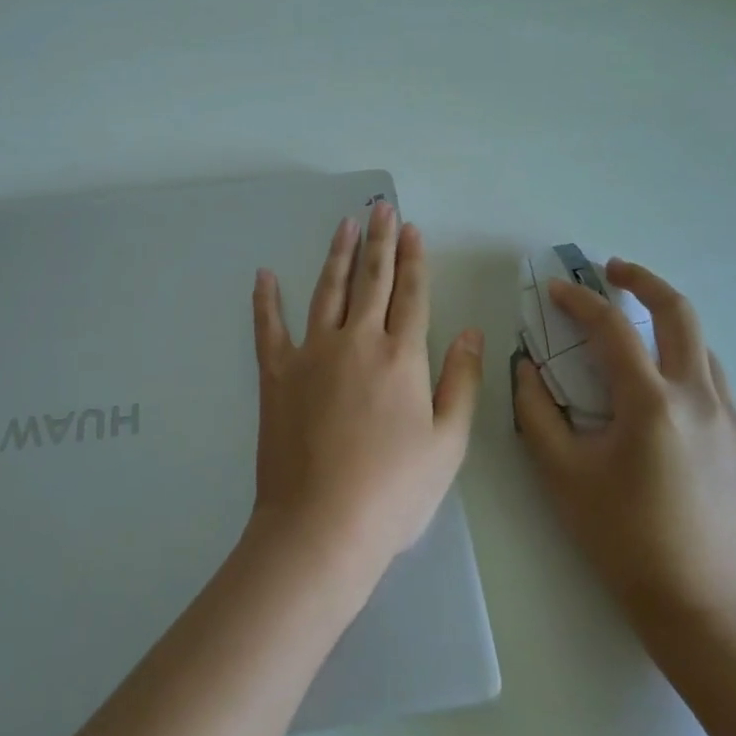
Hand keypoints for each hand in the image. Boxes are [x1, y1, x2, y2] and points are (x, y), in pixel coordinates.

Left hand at [247, 202, 483, 600]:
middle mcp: (356, 341)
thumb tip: (472, 332)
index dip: (413, 259)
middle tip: (380, 208)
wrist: (321, 527)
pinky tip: (264, 274)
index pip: (412, 294)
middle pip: (371, 280)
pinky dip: (266, 300)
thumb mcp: (448, 444)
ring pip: (327, 291)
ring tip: (344, 224)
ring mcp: (311, 353)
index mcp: (400, 356)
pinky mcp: (276, 374)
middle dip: (379, 241)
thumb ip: (462, 382)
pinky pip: (269, 327)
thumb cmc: (393, 492)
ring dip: (337, 255)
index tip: (411, 228)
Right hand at [514, 258, 735, 648]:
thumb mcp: (561, 473)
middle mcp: (700, 398)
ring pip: (701, 348)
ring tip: (634, 338)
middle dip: (643, 280)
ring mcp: (733, 420)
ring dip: (665, 328)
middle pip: (679, 312)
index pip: (612, 327)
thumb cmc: (621, 538)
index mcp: (651, 403)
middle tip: (613, 270)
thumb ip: (535, 411)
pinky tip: (661, 405)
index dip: (579, 300)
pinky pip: (714, 388)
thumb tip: (526, 367)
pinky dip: (683, 372)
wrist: (700, 607)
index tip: (554, 289)